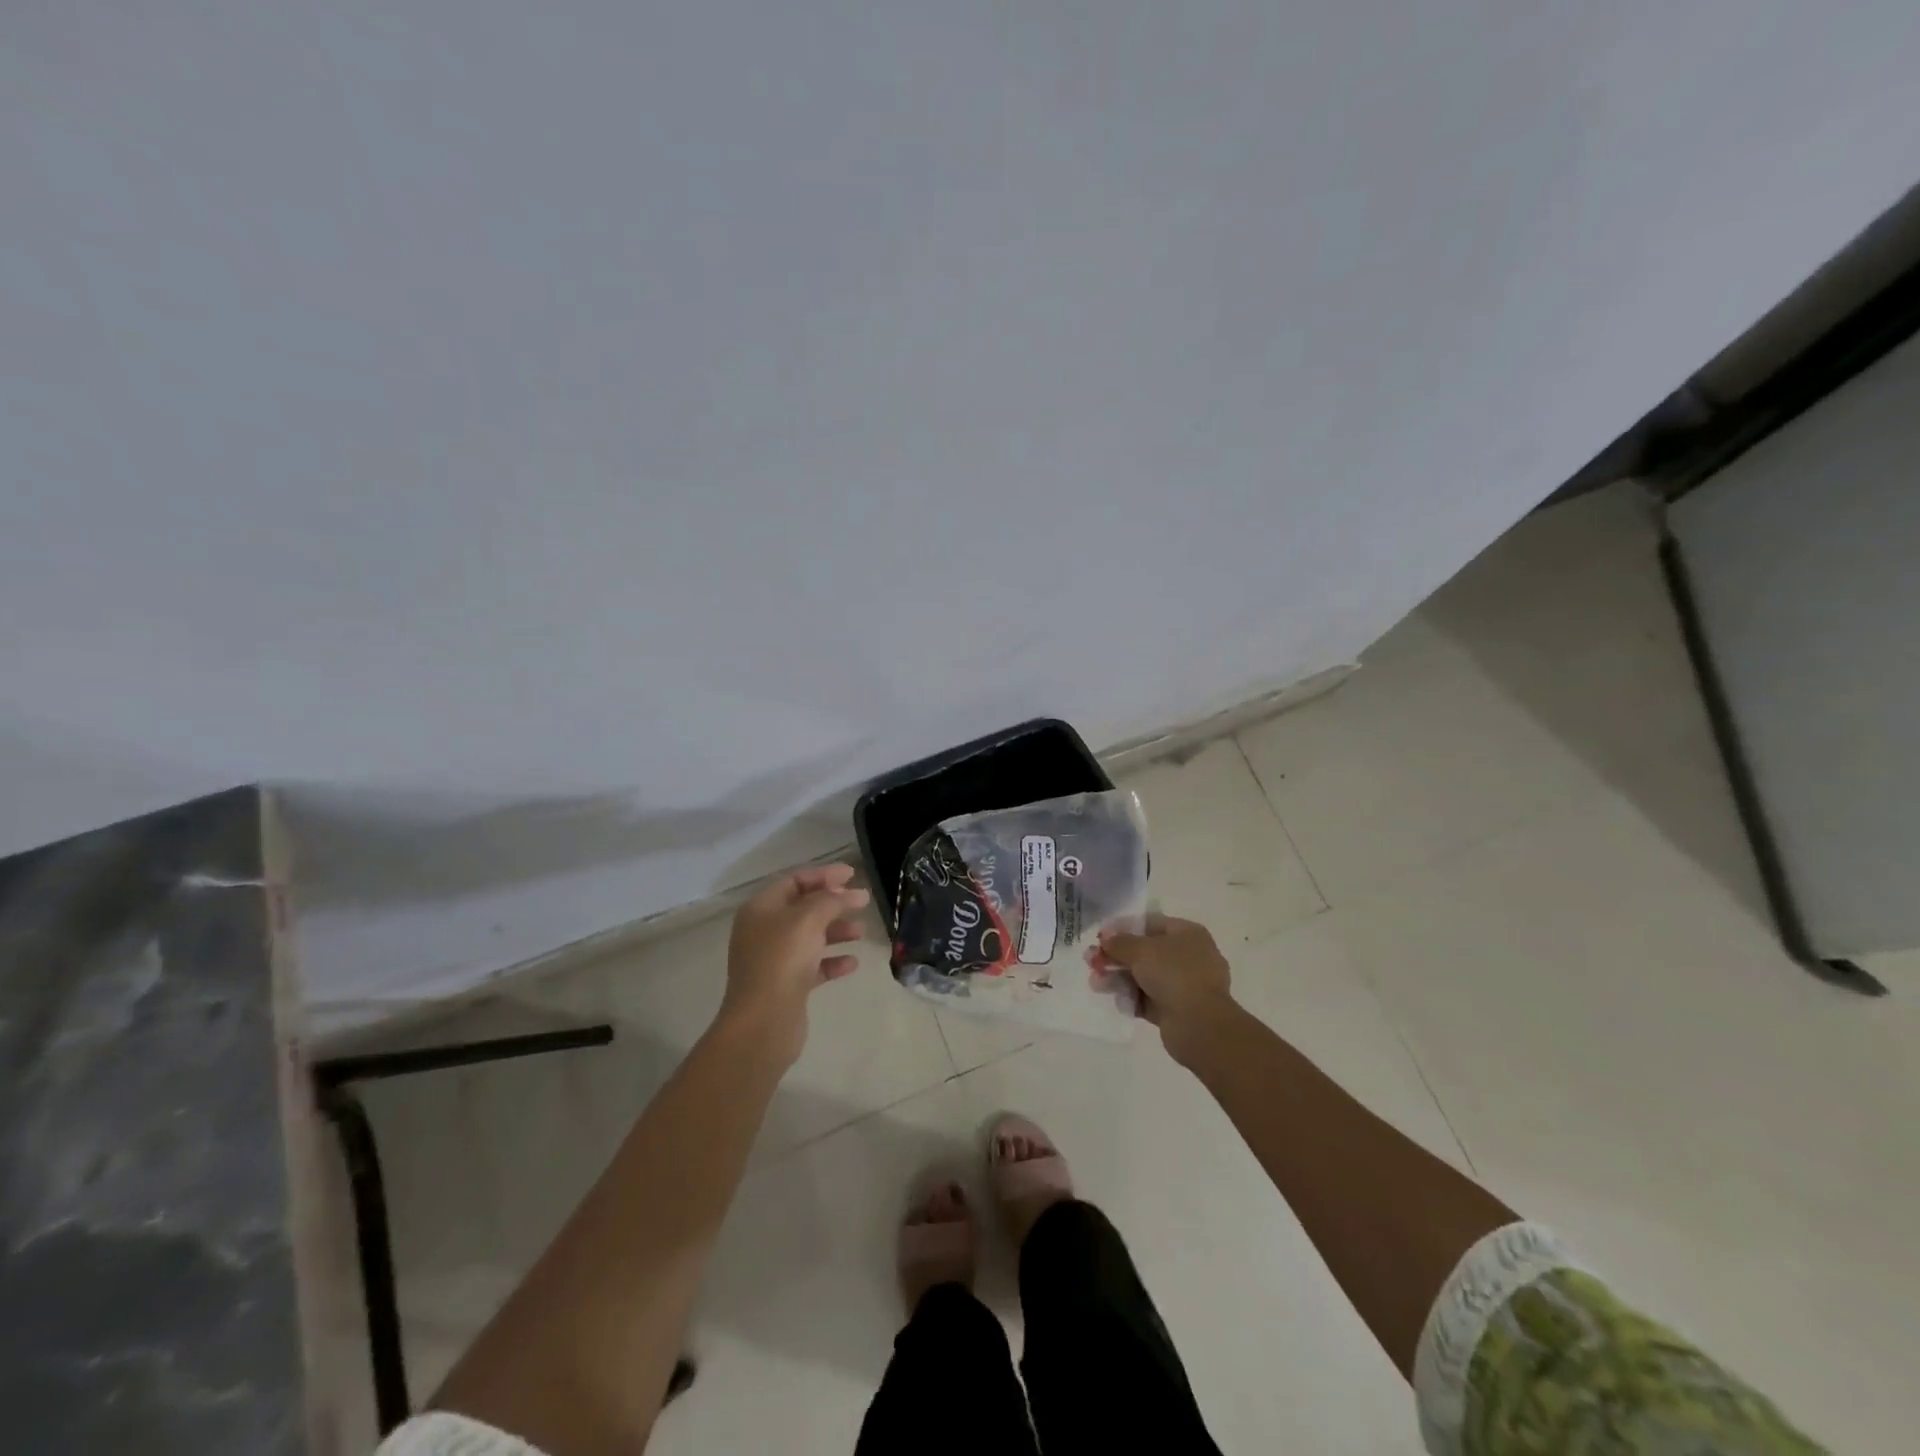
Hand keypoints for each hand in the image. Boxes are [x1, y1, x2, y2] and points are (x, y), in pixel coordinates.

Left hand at [720, 863, 869, 1064]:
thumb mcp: (808, 919)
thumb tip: (854, 893)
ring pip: (810, 937)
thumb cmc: (782, 960)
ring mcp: (773, 960)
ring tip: (861, 932)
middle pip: (803, 908)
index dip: (823, 875)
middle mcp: (764, 931)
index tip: (852, 874)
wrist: (763, 1023)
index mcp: (761, 909)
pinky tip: (852, 963)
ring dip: (836, 931)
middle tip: (861, 901)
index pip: (794, 882)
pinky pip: (813, 965)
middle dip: (833, 903)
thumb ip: (832, 900)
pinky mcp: (786, 985)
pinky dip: (832, 961)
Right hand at [1091, 914, 1235, 1065]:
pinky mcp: (1177, 1009)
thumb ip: (1119, 942)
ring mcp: (1184, 984)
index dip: (1123, 928)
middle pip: (1145, 951)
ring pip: (1144, 976)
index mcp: (1187, 934)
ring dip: (1118, 978)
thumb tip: (1106, 937)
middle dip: (1116, 957)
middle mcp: (1189, 956)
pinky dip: (1131, 998)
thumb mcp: (1141, 951)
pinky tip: (1115, 1000)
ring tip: (1095, 983)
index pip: (1150, 923)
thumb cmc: (1174, 974)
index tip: (1100, 937)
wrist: (1200, 1025)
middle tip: (1091, 962)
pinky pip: (1148, 999)